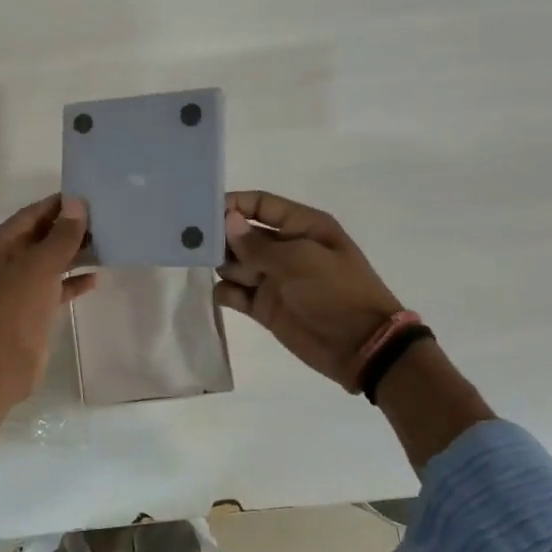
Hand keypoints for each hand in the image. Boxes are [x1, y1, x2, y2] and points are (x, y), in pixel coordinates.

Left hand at [0, 195, 95, 452]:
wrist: (1, 366)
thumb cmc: (16, 310)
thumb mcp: (40, 267)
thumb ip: (61, 236)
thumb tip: (77, 204)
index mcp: (0, 245)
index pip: (32, 214)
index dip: (59, 206)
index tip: (90, 197)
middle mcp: (7, 261)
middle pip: (41, 236)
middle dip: (70, 229)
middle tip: (105, 220)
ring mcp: (19, 286)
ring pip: (51, 261)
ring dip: (75, 254)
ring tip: (107, 243)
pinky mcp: (32, 308)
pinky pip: (55, 286)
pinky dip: (73, 281)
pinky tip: (96, 278)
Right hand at [217, 189, 492, 469]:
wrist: (362, 347)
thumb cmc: (336, 293)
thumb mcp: (299, 261)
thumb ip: (258, 244)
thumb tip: (228, 222)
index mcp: (303, 226)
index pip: (261, 205)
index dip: (234, 204)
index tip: (203, 210)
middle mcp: (285, 248)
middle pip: (242, 233)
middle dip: (220, 235)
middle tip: (190, 240)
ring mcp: (273, 278)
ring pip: (234, 262)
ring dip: (220, 263)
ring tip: (200, 265)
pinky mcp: (264, 307)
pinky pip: (235, 292)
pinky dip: (225, 291)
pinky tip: (225, 294)